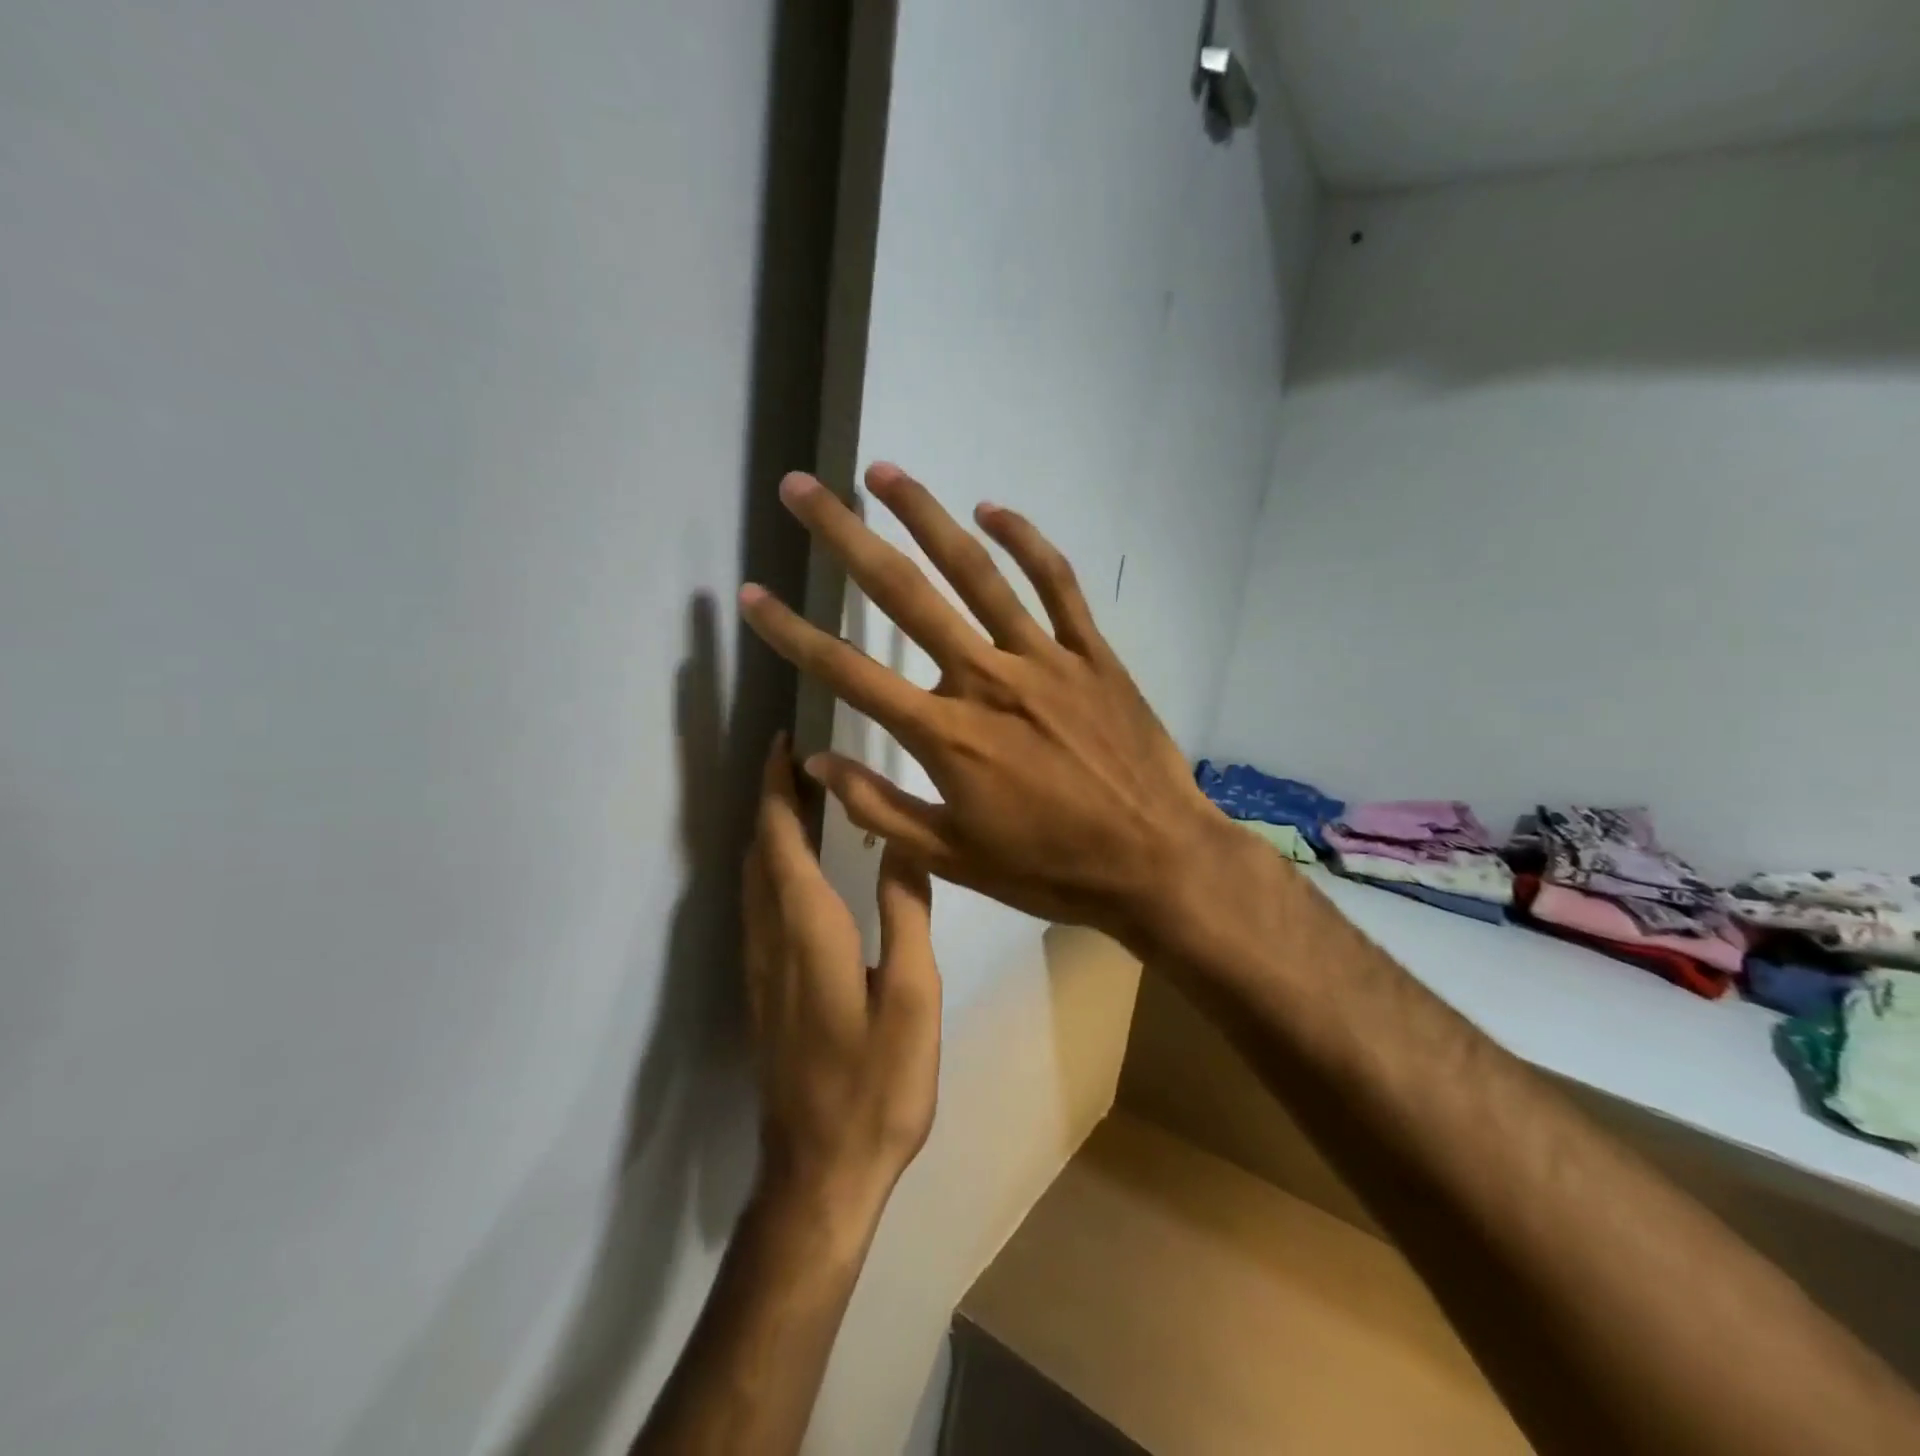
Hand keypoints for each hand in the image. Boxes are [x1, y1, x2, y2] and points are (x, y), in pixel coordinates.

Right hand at [738, 464, 1226, 956]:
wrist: (1156, 862)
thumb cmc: (1051, 869)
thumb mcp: (954, 858)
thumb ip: (881, 808)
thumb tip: (815, 763)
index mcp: (946, 736)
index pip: (850, 673)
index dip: (793, 633)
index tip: (752, 594)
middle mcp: (986, 679)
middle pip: (904, 596)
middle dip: (844, 538)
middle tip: (801, 489)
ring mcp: (1044, 658)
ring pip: (976, 571)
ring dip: (925, 516)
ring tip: (883, 473)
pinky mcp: (1091, 653)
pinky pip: (1056, 583)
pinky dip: (1025, 541)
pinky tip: (992, 509)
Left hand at [743, 734, 941, 1225]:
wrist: (819, 1172)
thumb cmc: (877, 1085)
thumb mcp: (914, 998)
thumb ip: (907, 914)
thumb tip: (902, 843)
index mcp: (808, 930)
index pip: (781, 839)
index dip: (779, 787)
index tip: (785, 743)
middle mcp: (772, 939)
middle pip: (759, 851)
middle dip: (771, 798)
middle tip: (795, 759)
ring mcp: (760, 967)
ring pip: (752, 878)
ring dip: (768, 830)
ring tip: (799, 799)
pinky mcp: (763, 990)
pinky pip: (757, 905)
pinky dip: (770, 865)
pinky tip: (795, 869)